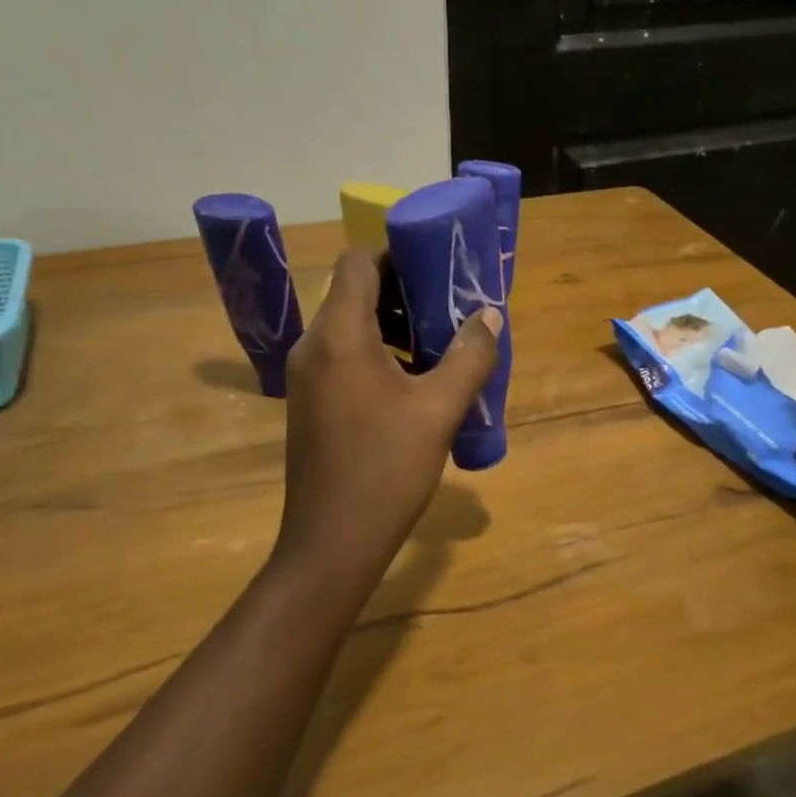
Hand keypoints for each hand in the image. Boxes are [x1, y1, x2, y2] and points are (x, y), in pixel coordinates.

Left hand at [275, 249, 503, 578]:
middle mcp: (313, 345)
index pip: (357, 262)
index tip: (436, 267)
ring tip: (437, 345)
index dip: (396, 254)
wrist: (332, 543)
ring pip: (347, 326)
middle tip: (447, 306)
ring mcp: (305, 376)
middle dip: (402, 291)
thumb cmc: (387, 468)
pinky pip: (341, 356)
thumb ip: (469, 356)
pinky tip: (412, 382)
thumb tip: (490, 316)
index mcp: (339, 334)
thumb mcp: (440, 409)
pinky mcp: (309, 403)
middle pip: (353, 292)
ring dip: (391, 324)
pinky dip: (376, 352)